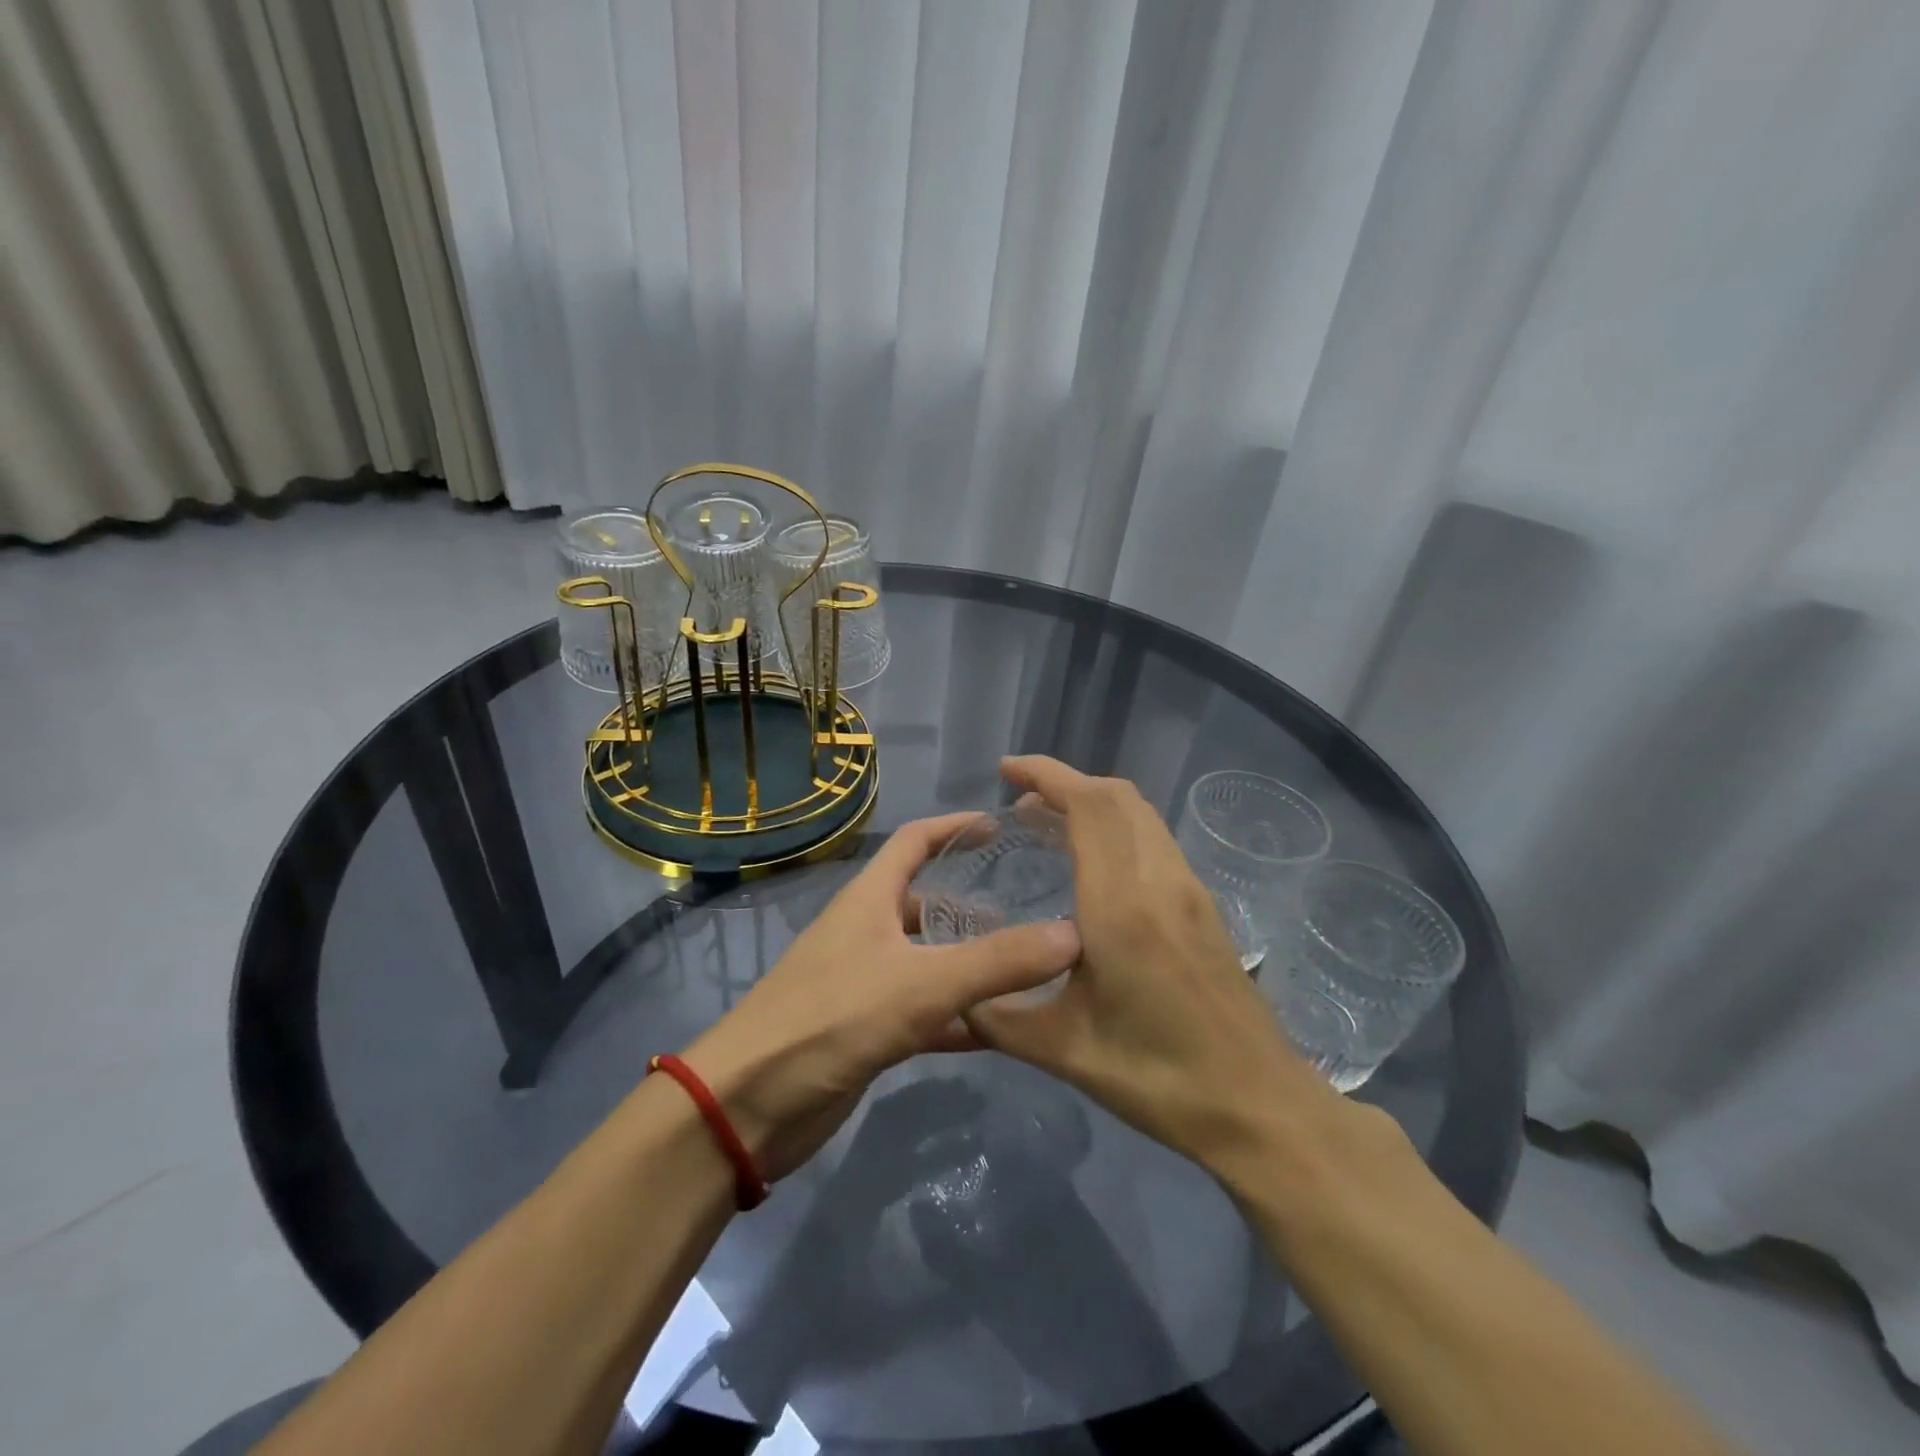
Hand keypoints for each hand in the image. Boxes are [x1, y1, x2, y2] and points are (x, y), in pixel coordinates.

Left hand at [682, 813, 1081, 1180]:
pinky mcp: (867, 1031)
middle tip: (1032, 910)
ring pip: (930, 960)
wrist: (748, 1106)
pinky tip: (1003, 1029)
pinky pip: (926, 1011)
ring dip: (972, 962)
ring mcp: (866, 983)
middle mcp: (867, 932)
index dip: (954, 826)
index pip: (914, 841)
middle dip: (973, 903)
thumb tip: (1073, 935)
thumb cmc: (830, 1020)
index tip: (1002, 825)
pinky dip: (961, 1015)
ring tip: (1029, 967)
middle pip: (925, 902)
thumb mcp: (920, 984)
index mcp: (869, 899)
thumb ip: (996, 962)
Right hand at [964, 756, 1347, 1179]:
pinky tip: (1094, 868)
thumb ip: (1000, 1016)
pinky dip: (1118, 828)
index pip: (1090, 807)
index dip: (1048, 775)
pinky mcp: (1205, 908)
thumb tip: (955, 996)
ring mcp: (1190, 891)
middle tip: (1021, 803)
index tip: (1007, 770)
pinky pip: (1155, 840)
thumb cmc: (1160, 1078)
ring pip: (1141, 815)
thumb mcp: (1065, 1050)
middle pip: (1118, 797)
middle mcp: (1161, 882)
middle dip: (1067, 783)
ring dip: (1095, 804)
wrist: (1260, 1107)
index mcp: (1122, 907)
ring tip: (1049, 827)